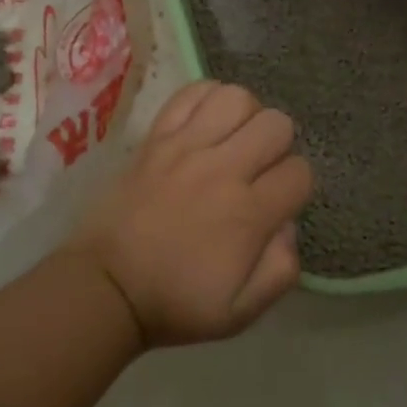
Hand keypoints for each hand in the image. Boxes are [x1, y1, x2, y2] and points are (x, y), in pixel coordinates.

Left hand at [66, 81, 314, 346]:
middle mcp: (222, 170)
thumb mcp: (241, 313)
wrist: (106, 287)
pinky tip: (206, 123)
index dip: (297, 187)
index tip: (278, 202)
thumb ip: (281, 271)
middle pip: (277, 124)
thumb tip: (288, 225)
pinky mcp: (155, 137)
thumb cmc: (176, 303)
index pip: (300, 172)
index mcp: (248, 214)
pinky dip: (207, 98)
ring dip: (246, 116)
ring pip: (237, 98)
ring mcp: (185, 147)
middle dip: (279, 146)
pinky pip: (191, 93)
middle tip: (259, 169)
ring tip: (233, 140)